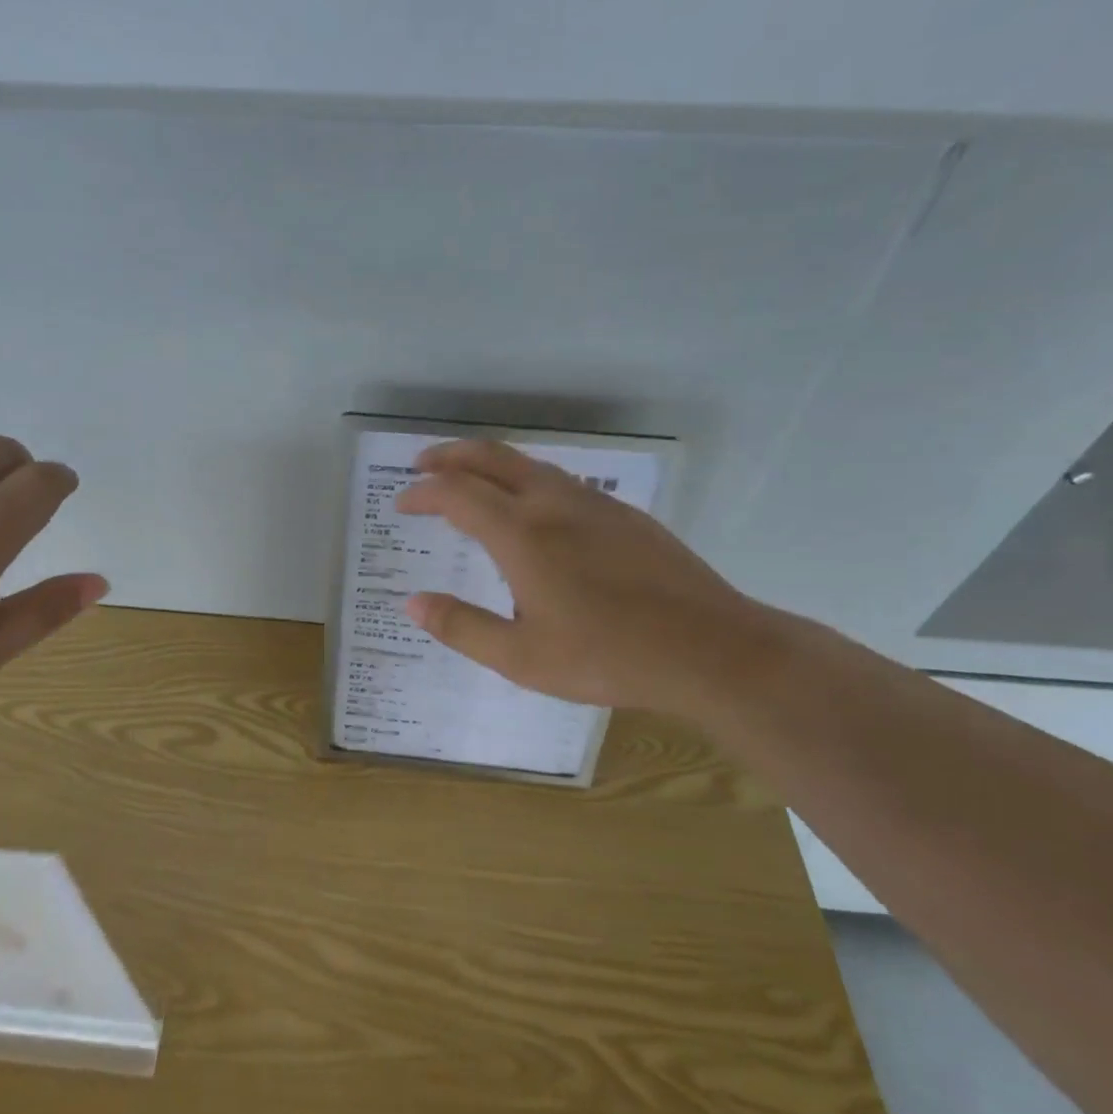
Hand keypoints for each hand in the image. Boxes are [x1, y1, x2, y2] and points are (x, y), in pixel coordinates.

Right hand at [395, 440, 784, 721]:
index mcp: (523, 536)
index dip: (423, 493)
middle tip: (423, 464)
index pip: (457, 494)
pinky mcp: (625, 515)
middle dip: (450, 455)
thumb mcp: (522, 658)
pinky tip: (533, 506)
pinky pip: (562, 480)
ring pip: (531, 464)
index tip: (401, 503)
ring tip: (469, 478)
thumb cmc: (608, 658)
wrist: (711, 651)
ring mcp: (595, 504)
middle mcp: (555, 505)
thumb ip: (461, 627)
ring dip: (490, 463)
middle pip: (492, 458)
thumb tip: (412, 603)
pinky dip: (527, 478)